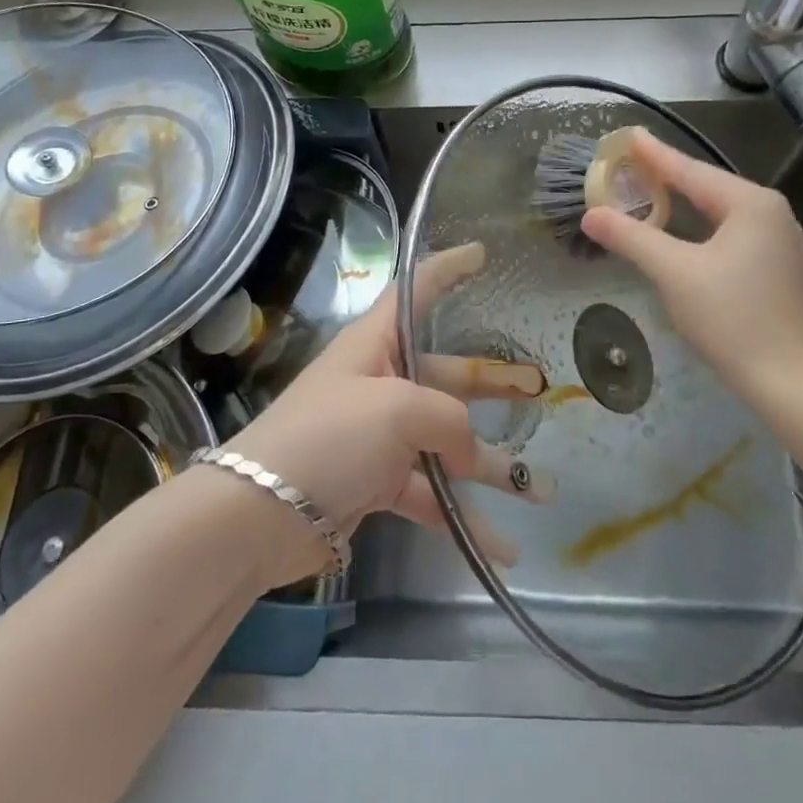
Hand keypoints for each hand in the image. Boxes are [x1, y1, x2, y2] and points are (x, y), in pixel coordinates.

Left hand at [220, 243, 552, 587]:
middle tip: (540, 393)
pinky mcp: (376, 483)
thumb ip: (448, 419)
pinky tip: (500, 548)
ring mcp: (380, 435)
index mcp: (376, 344)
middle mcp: (380, 382)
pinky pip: (430, 493)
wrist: (260, 514)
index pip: (415, 290)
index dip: (446, 268)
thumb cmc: (330, 436)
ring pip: (447, 441)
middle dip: (494, 385)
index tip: (480, 255)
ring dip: (491, 467)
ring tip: (542, 490)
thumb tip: (468, 451)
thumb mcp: (396, 410)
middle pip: (448, 374)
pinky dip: (462, 517)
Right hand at [580, 128, 802, 397]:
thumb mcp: (674, 273)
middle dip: (664, 175)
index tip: (625, 136)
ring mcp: (776, 240)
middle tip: (626, 162)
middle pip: (705, 186)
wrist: (792, 381)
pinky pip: (726, 231)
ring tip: (645, 189)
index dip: (653, 154)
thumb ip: (631, 238)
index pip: (689, 170)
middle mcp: (769, 212)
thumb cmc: (733, 318)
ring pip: (716, 211)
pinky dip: (696, 225)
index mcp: (750, 203)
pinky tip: (678, 229)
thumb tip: (591, 215)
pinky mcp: (774, 267)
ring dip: (680, 202)